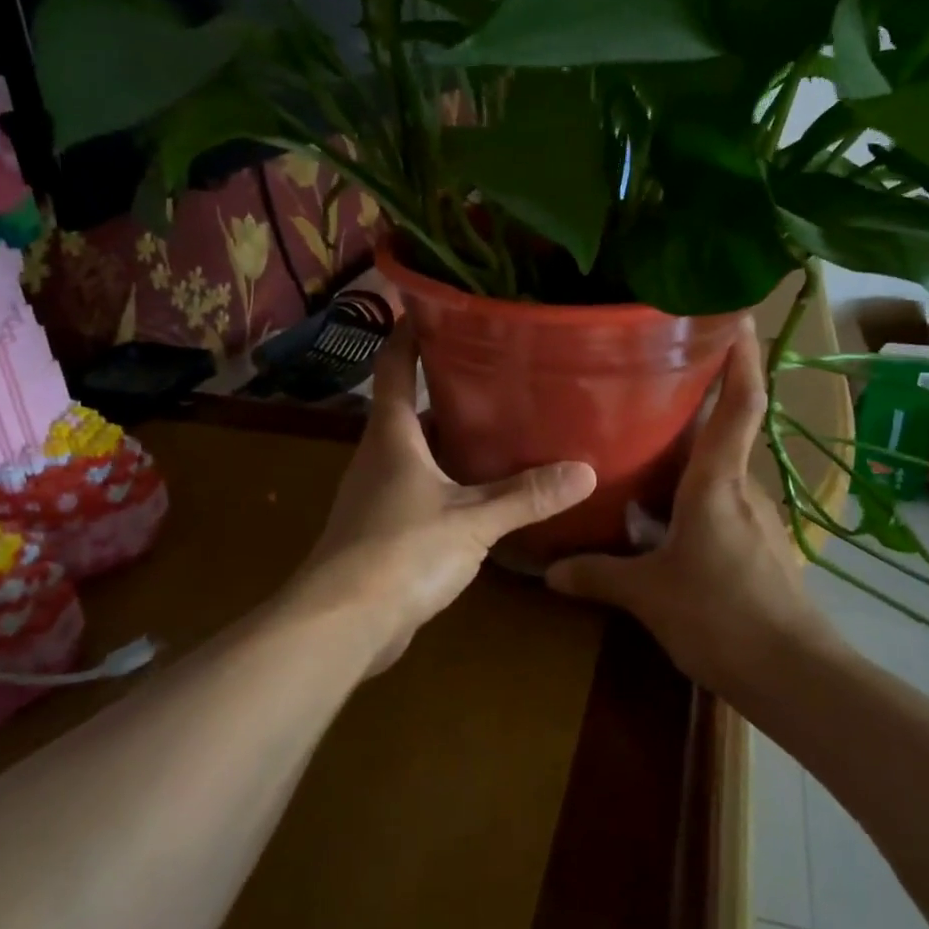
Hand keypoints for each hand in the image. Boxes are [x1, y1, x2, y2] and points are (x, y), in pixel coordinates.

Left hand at [296, 323, 595, 670]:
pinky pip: (419, 486)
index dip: (409, 332)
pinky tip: (481, 490)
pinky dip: (447, 478)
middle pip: (410, 406)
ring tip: (500, 425)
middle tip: (496, 370)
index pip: (394, 365)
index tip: (434, 304)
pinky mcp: (382, 528)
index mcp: (392, 435)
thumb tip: (585, 471)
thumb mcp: (473, 521)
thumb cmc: (401, 552)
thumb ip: (527, 495)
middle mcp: (379, 455)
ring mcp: (377, 493)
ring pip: (417, 449)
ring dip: (451, 436)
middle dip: (447, 386)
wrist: (342, 624)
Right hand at [545, 321, 830, 694]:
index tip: (739, 317)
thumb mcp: (649, 596)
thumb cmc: (721, 615)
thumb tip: (550, 570)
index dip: (742, 358)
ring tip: (646, 445)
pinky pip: (723, 504)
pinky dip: (696, 495)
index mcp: (717, 482)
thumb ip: (600, 576)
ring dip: (691, 455)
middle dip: (697, 403)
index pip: (739, 405)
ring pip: (721, 472)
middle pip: (724, 432)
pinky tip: (666, 514)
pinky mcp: (760, 547)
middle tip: (652, 381)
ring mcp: (757, 519)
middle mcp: (742, 489)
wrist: (794, 675)